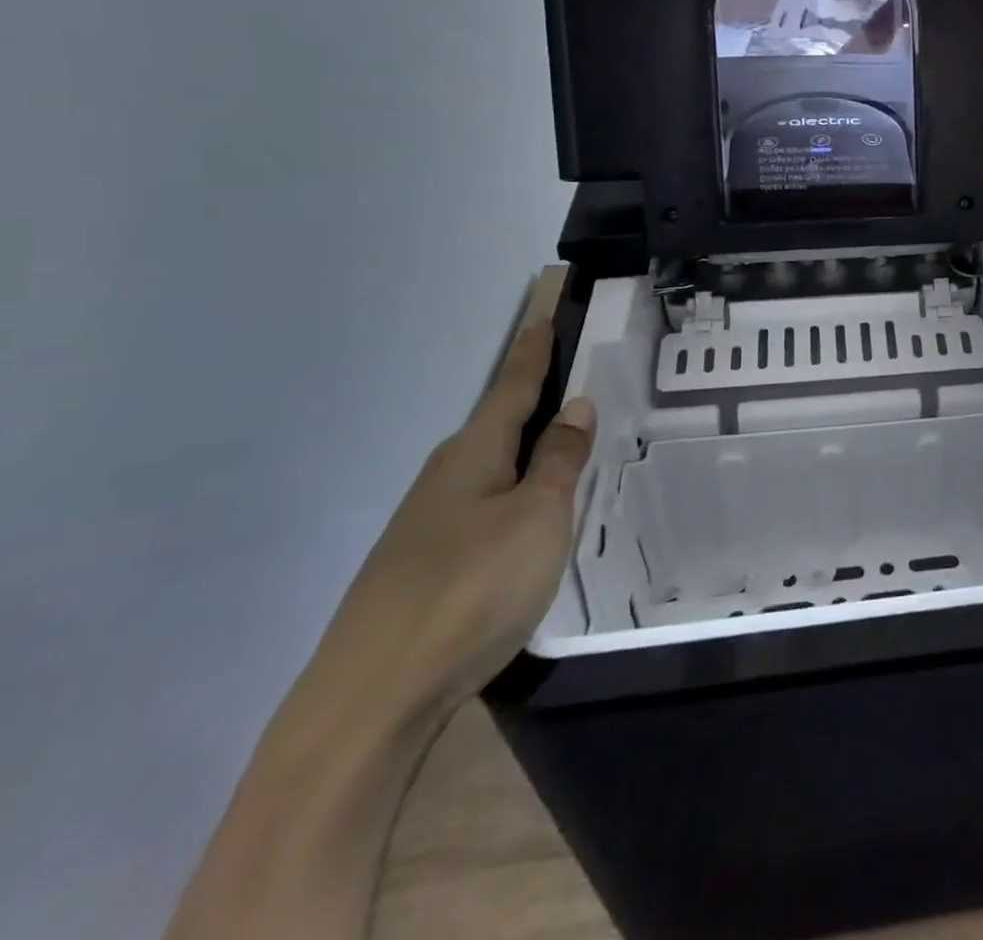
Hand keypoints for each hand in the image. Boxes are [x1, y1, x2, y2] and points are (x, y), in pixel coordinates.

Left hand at [309, 315, 594, 728]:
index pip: (513, 387)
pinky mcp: (427, 568)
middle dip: (534, 402)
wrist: (373, 700)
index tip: (544, 313)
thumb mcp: (537, 517)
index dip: (533, 351)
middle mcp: (447, 479)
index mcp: (474, 455)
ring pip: (493, 470)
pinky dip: (517, 495)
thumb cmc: (471, 588)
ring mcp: (431, 526)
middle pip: (499, 426)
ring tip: (571, 447)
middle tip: (578, 382)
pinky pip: (486, 509)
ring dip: (529, 453)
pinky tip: (535, 517)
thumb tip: (575, 406)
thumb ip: (559, 460)